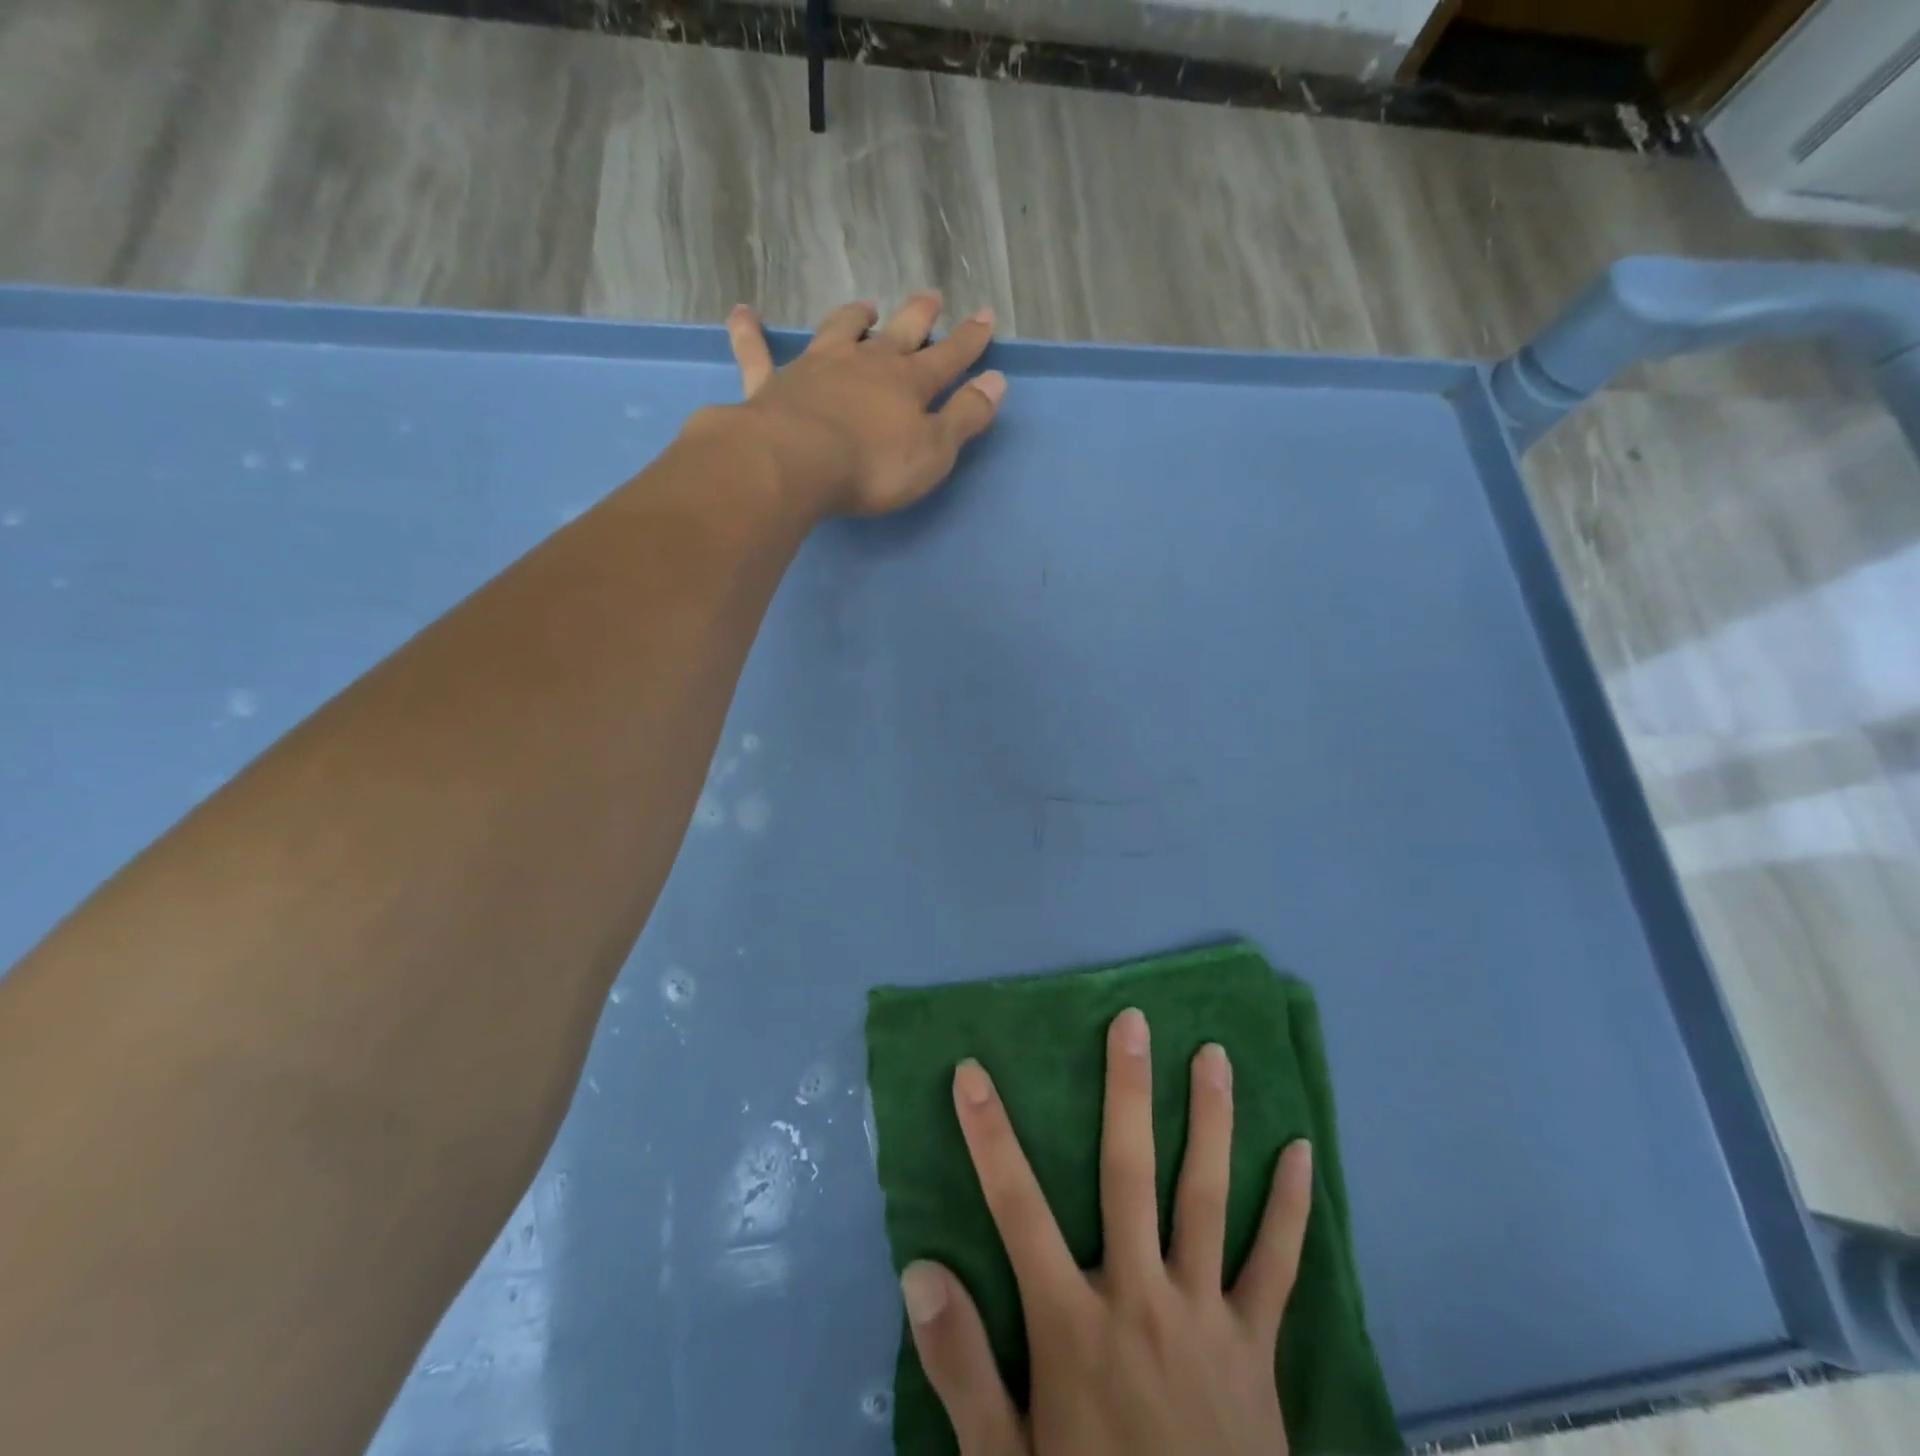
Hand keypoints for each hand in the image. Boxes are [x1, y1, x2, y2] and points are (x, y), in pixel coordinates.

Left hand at [720, 291, 1006, 518]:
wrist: (796, 462)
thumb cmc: (872, 466)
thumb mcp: (934, 451)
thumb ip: (965, 417)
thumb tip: (996, 382)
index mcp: (907, 384)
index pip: (948, 358)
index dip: (969, 340)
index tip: (985, 316)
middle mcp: (865, 364)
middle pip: (898, 332)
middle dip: (919, 316)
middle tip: (931, 297)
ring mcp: (816, 368)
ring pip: (839, 331)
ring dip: (853, 318)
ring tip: (863, 307)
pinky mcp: (772, 383)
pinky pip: (757, 352)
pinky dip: (750, 333)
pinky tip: (742, 313)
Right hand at [901, 1010, 1313, 1455]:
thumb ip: (962, 1369)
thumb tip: (920, 1269)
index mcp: (1071, 1324)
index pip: (1015, 1207)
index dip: (989, 1135)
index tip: (971, 1071)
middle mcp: (1138, 1298)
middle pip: (1127, 1174)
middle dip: (1126, 1092)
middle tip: (1132, 1022)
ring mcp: (1205, 1317)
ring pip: (1206, 1198)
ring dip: (1210, 1121)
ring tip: (1213, 1054)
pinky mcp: (1257, 1348)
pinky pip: (1277, 1267)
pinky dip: (1290, 1209)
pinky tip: (1302, 1152)